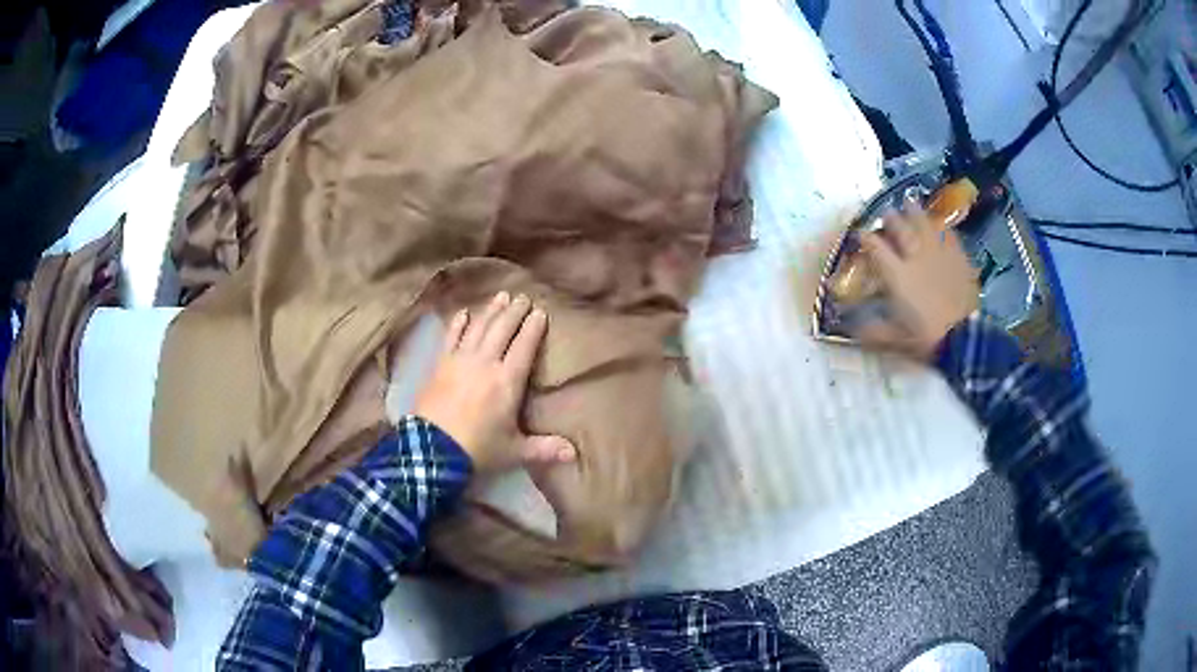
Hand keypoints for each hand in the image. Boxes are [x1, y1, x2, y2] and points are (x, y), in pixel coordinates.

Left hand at [413, 292, 577, 473]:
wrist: (433, 450)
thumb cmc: (478, 449)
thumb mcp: (515, 451)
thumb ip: (544, 449)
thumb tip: (574, 454)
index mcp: (507, 381)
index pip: (524, 346)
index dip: (533, 328)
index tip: (541, 312)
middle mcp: (485, 363)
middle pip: (502, 329)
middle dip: (514, 312)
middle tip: (523, 297)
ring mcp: (460, 360)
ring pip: (479, 327)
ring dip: (491, 311)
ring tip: (500, 296)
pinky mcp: (440, 364)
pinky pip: (451, 337)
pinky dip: (459, 323)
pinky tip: (464, 312)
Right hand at [854, 204, 979, 359]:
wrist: (963, 338)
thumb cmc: (927, 338)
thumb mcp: (896, 339)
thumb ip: (875, 331)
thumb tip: (852, 330)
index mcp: (898, 275)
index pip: (876, 248)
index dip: (865, 238)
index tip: (859, 233)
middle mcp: (915, 258)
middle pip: (900, 230)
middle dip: (891, 219)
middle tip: (886, 213)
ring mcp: (939, 255)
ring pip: (925, 225)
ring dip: (916, 213)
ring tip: (910, 202)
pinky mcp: (958, 258)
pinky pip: (949, 236)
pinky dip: (943, 228)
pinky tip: (941, 224)